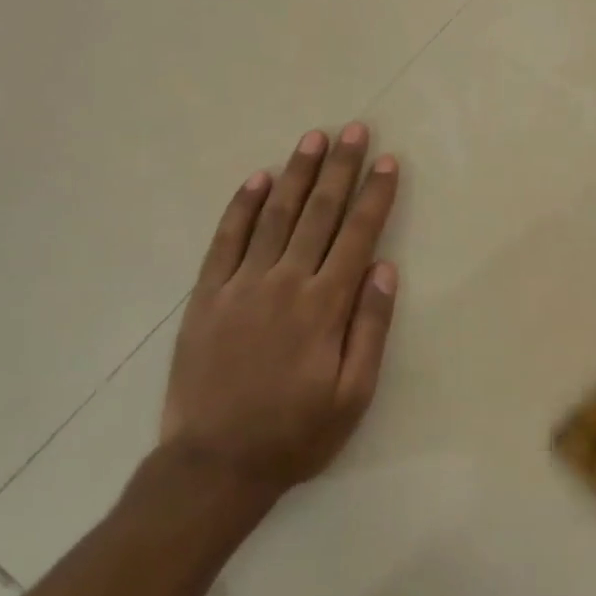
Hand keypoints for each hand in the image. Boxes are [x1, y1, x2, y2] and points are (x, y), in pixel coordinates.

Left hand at [159, 123, 399, 499]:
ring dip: (296, 174)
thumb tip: (385, 268)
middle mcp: (285, 283)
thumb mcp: (352, 396)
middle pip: (318, 213)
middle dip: (339, 168)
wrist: (213, 465)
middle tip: (353, 130)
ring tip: (312, 139)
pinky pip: (226, 239)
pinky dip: (243, 206)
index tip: (387, 161)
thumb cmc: (294, 434)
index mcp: (324, 306)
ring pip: (275, 216)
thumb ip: (370, 328)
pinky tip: (257, 178)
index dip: (374, 195)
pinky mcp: (207, 295)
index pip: (356, 235)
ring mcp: (241, 285)